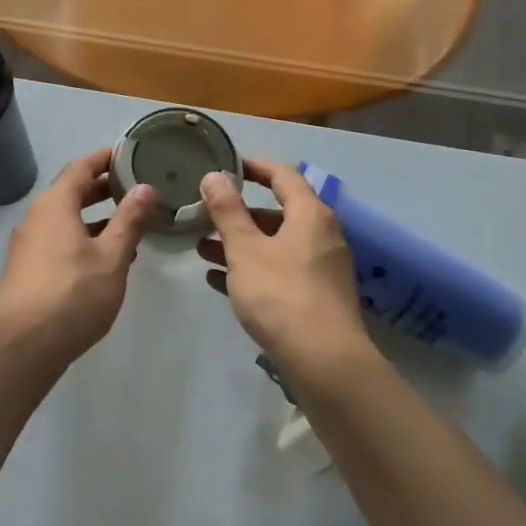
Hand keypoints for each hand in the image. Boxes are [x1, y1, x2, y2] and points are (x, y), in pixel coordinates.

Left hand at [0, 148, 158, 362]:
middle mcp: (37, 217)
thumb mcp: (111, 256)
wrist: (22, 345)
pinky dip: (84, 237)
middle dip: (103, 187)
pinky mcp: (29, 268)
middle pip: (72, 190)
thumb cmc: (72, 294)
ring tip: (130, 222)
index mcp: (55, 204)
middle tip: (136, 186)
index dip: (105, 157)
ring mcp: (29, 244)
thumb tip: (145, 187)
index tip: (130, 153)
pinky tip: (108, 257)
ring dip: (96, 216)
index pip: (81, 166)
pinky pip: (59, 239)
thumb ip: (129, 220)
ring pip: (66, 218)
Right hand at [198, 159, 375, 380]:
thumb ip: (227, 211)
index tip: (225, 165)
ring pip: (275, 245)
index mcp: (310, 214)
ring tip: (201, 248)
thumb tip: (214, 176)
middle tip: (205, 213)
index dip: (253, 166)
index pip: (282, 175)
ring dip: (240, 244)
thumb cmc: (281, 294)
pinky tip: (218, 279)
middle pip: (277, 212)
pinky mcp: (316, 297)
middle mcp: (321, 235)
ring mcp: (321, 268)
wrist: (324, 361)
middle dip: (238, 213)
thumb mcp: (245, 249)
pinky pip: (279, 271)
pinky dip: (251, 269)